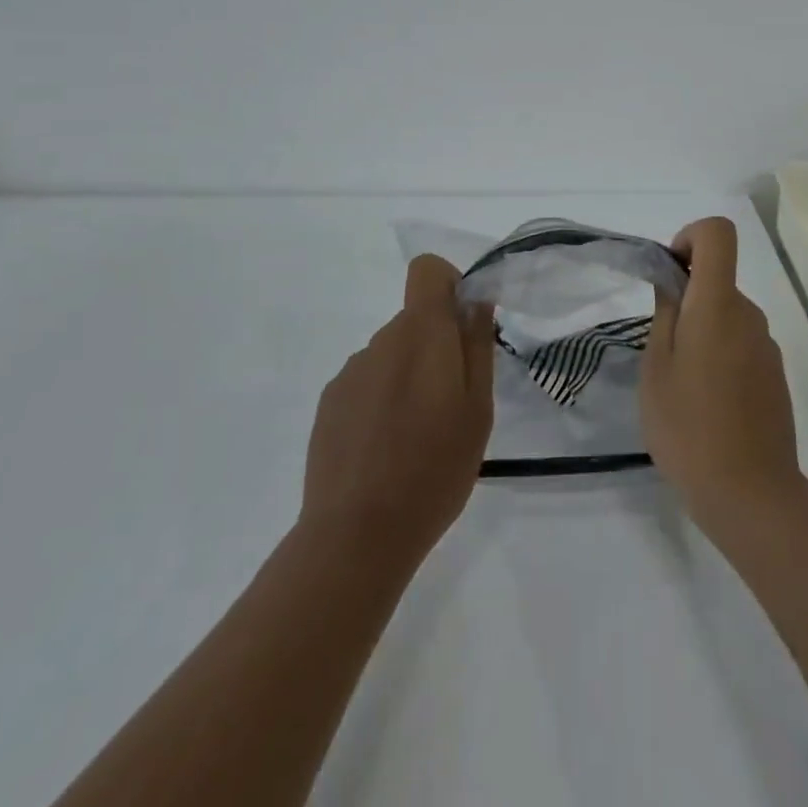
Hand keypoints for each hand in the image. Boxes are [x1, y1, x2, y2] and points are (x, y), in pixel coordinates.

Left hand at [299, 255, 495, 568]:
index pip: (426, 270)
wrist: (357, 536)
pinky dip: (382, 400)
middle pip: (414, 319)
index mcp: (421, 334)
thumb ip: (477, 346)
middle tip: (452, 403)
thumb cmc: (434, 469)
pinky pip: (367, 382)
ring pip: (391, 354)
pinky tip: (385, 450)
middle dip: (437, 345)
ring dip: (409, 376)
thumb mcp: (478, 409)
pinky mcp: (329, 404)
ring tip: (417, 436)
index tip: (463, 327)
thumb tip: (475, 302)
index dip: (449, 285)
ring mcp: (350, 373)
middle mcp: (380, 341)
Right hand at [641, 217, 804, 536]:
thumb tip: (674, 281)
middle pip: (719, 278)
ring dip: (702, 331)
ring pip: (728, 315)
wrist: (751, 495)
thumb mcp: (656, 367)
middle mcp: (750, 315)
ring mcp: (767, 347)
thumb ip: (665, 313)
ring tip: (681, 384)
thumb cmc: (689, 427)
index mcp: (719, 304)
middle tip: (661, 348)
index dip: (690, 237)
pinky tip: (706, 404)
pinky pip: (741, 344)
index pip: (718, 233)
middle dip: (687, 298)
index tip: (670, 275)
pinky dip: (720, 355)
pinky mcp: (775, 376)